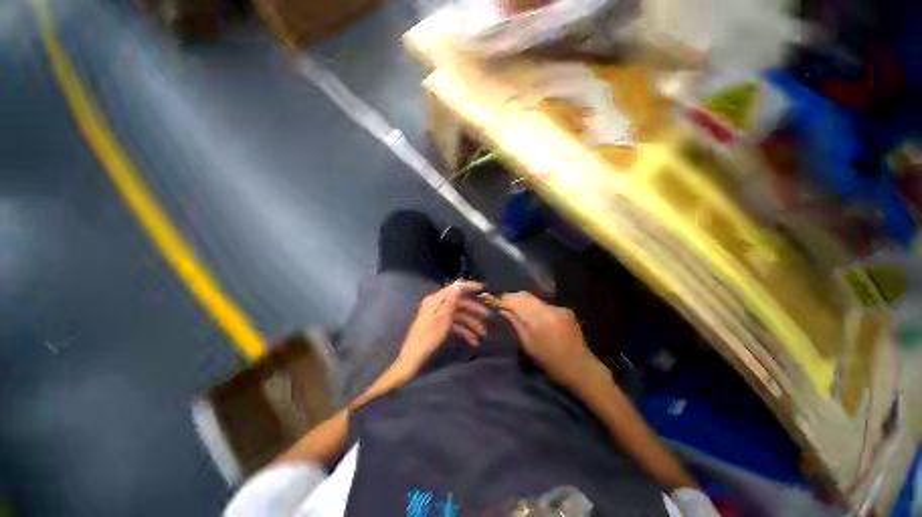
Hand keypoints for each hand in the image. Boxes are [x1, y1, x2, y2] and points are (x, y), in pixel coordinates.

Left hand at [397, 281, 489, 373]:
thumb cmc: (428, 337)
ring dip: (471, 324)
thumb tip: (458, 283)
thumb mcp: (442, 319)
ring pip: (459, 316)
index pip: (455, 288)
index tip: (483, 288)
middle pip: (459, 303)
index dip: (469, 287)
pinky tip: (473, 341)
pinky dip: (464, 332)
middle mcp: (437, 305)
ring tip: (482, 334)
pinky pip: (454, 325)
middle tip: (488, 317)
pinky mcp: (439, 325)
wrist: (413, 358)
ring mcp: (438, 316)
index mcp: (436, 300)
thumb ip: (451, 301)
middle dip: (474, 311)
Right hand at [500, 292, 601, 388]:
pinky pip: (545, 304)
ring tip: (516, 309)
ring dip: (523, 301)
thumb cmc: (550, 363)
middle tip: (502, 304)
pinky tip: (535, 316)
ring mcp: (559, 308)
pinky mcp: (566, 310)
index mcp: (538, 321)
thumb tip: (501, 310)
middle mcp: (548, 310)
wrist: (580, 369)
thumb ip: (514, 325)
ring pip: (534, 299)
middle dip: (512, 298)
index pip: (515, 301)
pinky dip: (536, 307)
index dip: (502, 299)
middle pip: (524, 296)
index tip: (491, 300)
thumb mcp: (528, 346)